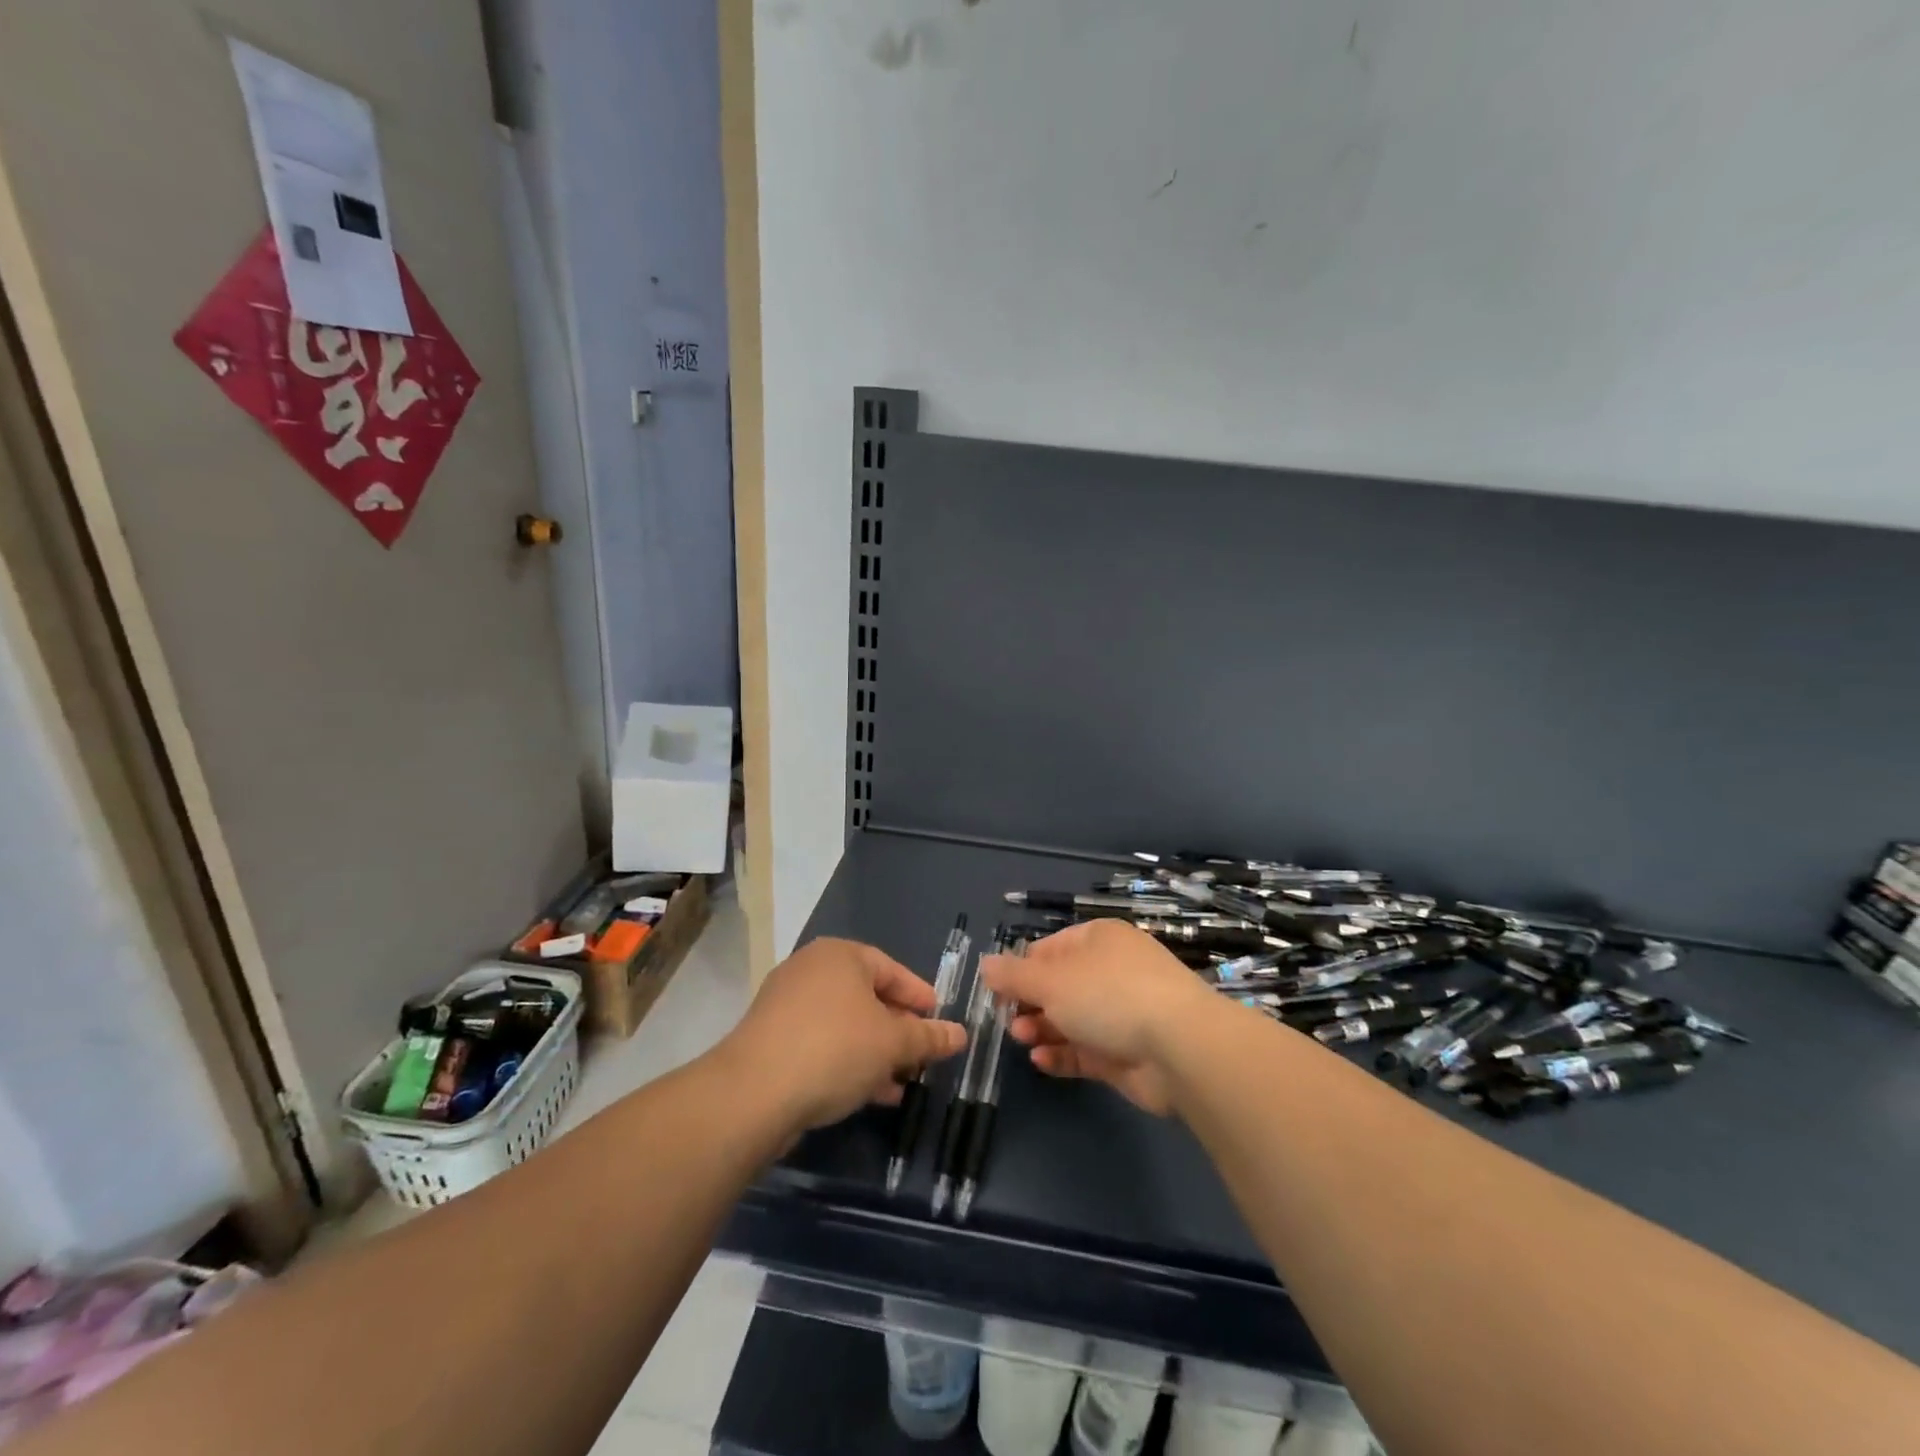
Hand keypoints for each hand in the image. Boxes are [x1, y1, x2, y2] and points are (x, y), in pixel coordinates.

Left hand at [719, 937, 967, 1133]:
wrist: (753, 1093)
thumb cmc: (835, 1049)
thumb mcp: (893, 1043)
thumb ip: (929, 1037)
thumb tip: (961, 1034)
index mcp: (840, 955)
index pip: (892, 970)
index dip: (920, 997)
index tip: (940, 1023)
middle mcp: (811, 970)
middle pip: (868, 998)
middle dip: (898, 1031)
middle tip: (922, 1057)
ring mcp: (786, 1004)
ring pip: (845, 1025)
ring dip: (875, 1053)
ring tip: (901, 1084)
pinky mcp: (771, 1039)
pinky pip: (821, 1044)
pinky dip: (847, 1062)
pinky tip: (869, 1094)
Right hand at [982, 920, 1218, 1114]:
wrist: (1179, 1047)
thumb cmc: (1108, 996)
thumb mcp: (1050, 980)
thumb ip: (1014, 976)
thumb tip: (985, 964)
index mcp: (1098, 940)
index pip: (1050, 948)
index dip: (1022, 968)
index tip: (997, 990)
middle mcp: (1111, 971)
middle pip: (1060, 985)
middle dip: (1030, 1003)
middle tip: (1008, 1020)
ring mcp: (1122, 1013)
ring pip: (1072, 1019)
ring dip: (1042, 1028)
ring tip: (1020, 1039)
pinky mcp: (1127, 1052)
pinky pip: (1087, 1050)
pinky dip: (1063, 1055)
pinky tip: (1041, 1061)